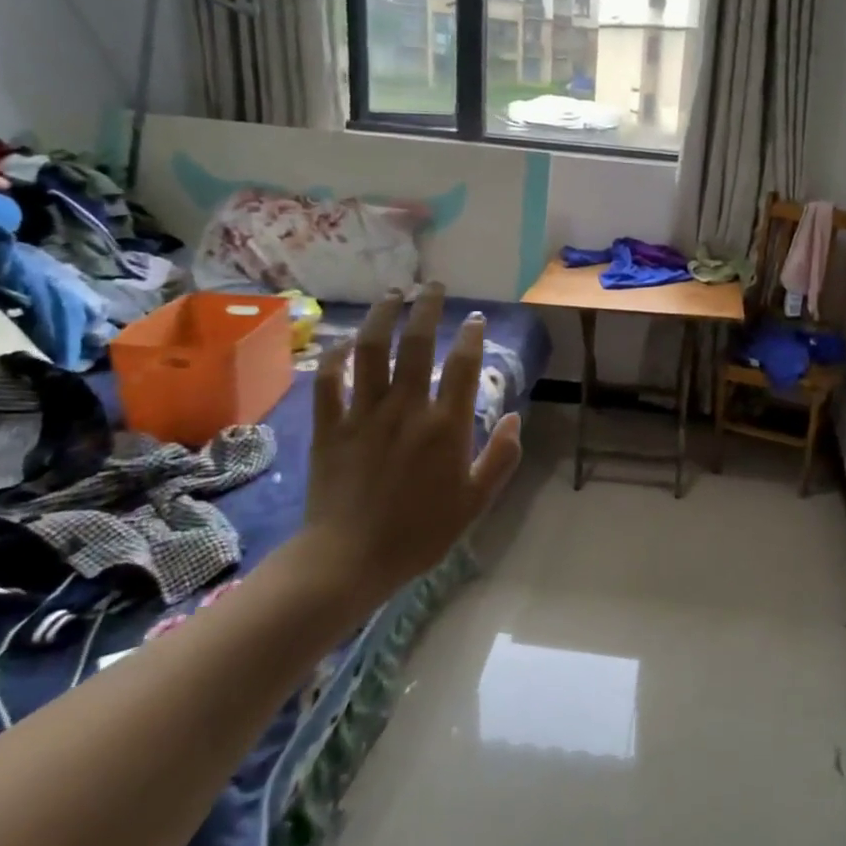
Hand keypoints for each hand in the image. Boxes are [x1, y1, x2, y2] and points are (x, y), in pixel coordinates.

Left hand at [298, 285, 522, 607]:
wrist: (350, 559)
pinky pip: (328, 381)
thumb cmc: (421, 533)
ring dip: (381, 316)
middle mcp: (406, 408)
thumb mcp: (476, 502)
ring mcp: (363, 413)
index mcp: (446, 426)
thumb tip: (516, 417)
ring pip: (370, 350)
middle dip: (426, 307)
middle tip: (432, 286)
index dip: (472, 335)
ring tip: (392, 295)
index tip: (475, 318)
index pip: (464, 365)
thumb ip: (502, 457)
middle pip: (416, 343)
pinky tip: (342, 343)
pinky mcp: (330, 426)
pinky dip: (333, 357)